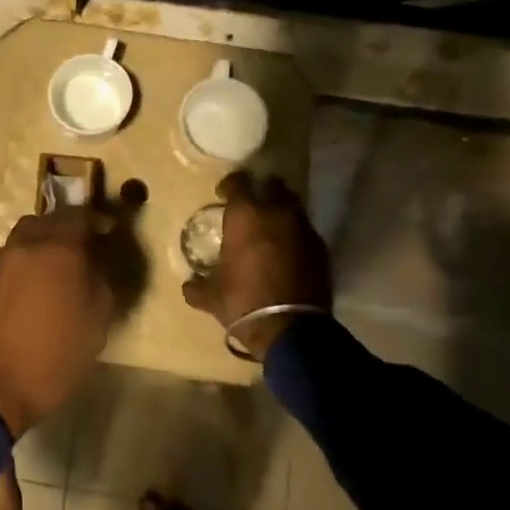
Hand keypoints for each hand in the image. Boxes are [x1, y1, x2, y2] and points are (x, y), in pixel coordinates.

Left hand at [0, 206, 117, 436]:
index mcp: (57, 249)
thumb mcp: (96, 322)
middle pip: (46, 221)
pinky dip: (24, 264)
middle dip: (65, 228)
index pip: (79, 216)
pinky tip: (33, 287)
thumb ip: (100, 283)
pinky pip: (9, 260)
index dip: (96, 220)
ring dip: (41, 244)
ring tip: (55, 268)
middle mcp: (25, 245)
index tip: (108, 230)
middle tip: (81, 246)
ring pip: (23, 238)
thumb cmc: (55, 354)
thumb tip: (94, 266)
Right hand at [182, 171, 331, 360]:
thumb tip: (189, 285)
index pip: (238, 182)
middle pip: (272, 185)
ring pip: (293, 205)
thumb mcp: (211, 296)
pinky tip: (287, 252)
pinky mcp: (321, 247)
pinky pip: (305, 230)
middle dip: (262, 191)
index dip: (229, 185)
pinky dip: (296, 235)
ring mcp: (303, 228)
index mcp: (245, 215)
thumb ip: (197, 286)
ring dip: (281, 211)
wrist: (290, 328)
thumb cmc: (243, 302)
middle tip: (251, 207)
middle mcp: (276, 212)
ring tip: (270, 229)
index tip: (223, 195)